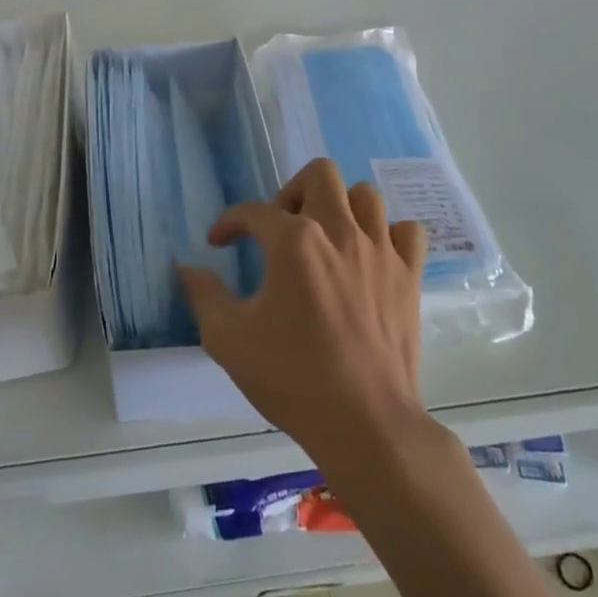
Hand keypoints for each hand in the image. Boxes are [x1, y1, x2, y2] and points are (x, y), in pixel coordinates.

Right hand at [180, 159, 430, 471]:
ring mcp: (380, 251)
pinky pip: (407, 231)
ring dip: (340, 206)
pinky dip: (388, 233)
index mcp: (294, 242)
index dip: (229, 223)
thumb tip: (188, 267)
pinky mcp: (409, 275)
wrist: (364, 422)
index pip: (253, 212)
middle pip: (319, 174)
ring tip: (325, 237)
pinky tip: (370, 256)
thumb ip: (204, 295)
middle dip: (291, 191)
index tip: (219, 243)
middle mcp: (339, 231)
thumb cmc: (291, 378)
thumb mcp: (228, 339)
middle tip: (280, 228)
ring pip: (365, 195)